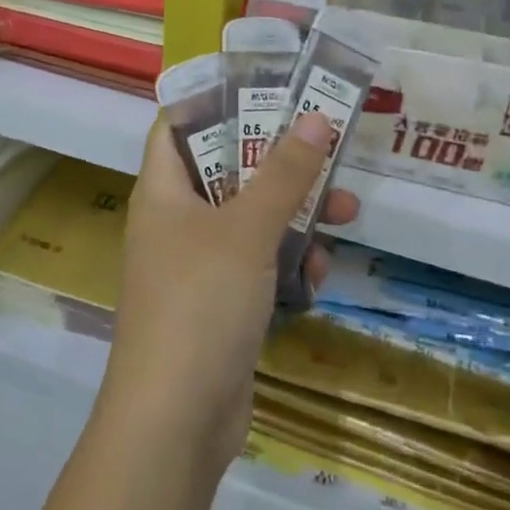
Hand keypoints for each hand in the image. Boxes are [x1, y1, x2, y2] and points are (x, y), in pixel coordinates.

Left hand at [98, 114, 357, 480]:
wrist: (176, 421)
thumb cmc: (200, 303)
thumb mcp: (247, 229)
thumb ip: (284, 173)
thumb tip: (316, 117)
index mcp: (164, 191)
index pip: (176, 126)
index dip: (214, 101)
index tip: (266, 87)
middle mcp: (176, 222)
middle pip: (228, 170)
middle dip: (279, 162)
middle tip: (327, 147)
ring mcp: (198, 266)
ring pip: (252, 220)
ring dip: (295, 216)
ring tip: (345, 212)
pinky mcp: (221, 304)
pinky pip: (259, 266)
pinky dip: (287, 264)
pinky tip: (317, 276)